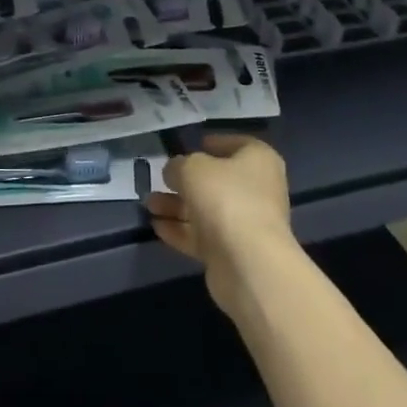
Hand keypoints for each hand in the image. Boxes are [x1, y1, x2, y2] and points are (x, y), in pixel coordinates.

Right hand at [146, 132, 294, 317]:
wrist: (248, 262)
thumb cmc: (225, 198)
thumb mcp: (192, 169)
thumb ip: (178, 166)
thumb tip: (174, 171)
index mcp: (258, 160)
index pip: (236, 144)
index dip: (213, 143)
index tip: (191, 145)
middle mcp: (257, 190)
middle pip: (217, 180)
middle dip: (185, 181)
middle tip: (159, 180)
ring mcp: (246, 223)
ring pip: (206, 209)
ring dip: (177, 207)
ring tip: (148, 205)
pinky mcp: (233, 251)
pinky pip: (203, 235)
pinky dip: (181, 230)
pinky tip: (157, 227)